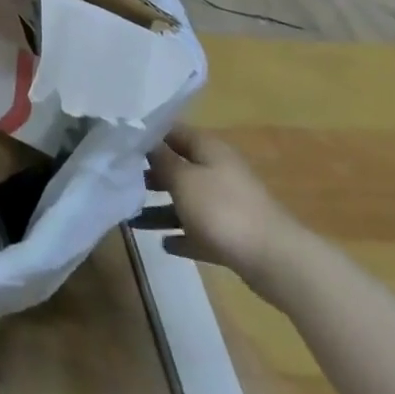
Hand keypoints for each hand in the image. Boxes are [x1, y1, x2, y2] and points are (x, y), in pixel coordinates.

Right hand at [135, 124, 306, 296]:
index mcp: (209, 149)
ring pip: (186, 200)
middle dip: (149, 173)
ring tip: (132, 218)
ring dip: (161, 208)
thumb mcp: (182, 178)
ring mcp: (227, 204)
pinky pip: (199, 231)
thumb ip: (160, 158)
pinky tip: (163, 244)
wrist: (277, 262)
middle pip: (177, 166)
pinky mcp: (232, 236)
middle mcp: (218, 171)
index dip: (145, 135)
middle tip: (119, 180)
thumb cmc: (223, 210)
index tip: (117, 142)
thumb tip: (141, 139)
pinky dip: (182, 235)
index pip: (171, 131)